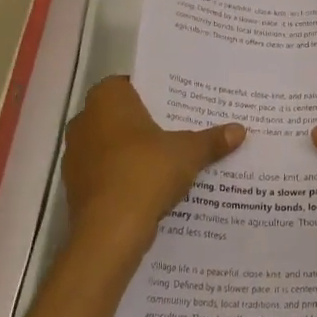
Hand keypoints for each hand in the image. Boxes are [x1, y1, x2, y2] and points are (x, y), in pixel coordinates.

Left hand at [61, 76, 243, 262]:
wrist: (109, 232)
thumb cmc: (146, 173)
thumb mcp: (188, 153)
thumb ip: (212, 140)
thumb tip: (240, 130)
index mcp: (107, 100)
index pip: (129, 84)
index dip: (153, 92)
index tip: (176, 103)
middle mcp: (84, 121)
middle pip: (120, 115)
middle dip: (145, 123)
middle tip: (178, 128)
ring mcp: (76, 156)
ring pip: (111, 145)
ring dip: (133, 151)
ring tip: (168, 158)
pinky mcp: (76, 187)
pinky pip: (106, 172)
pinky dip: (124, 176)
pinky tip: (150, 186)